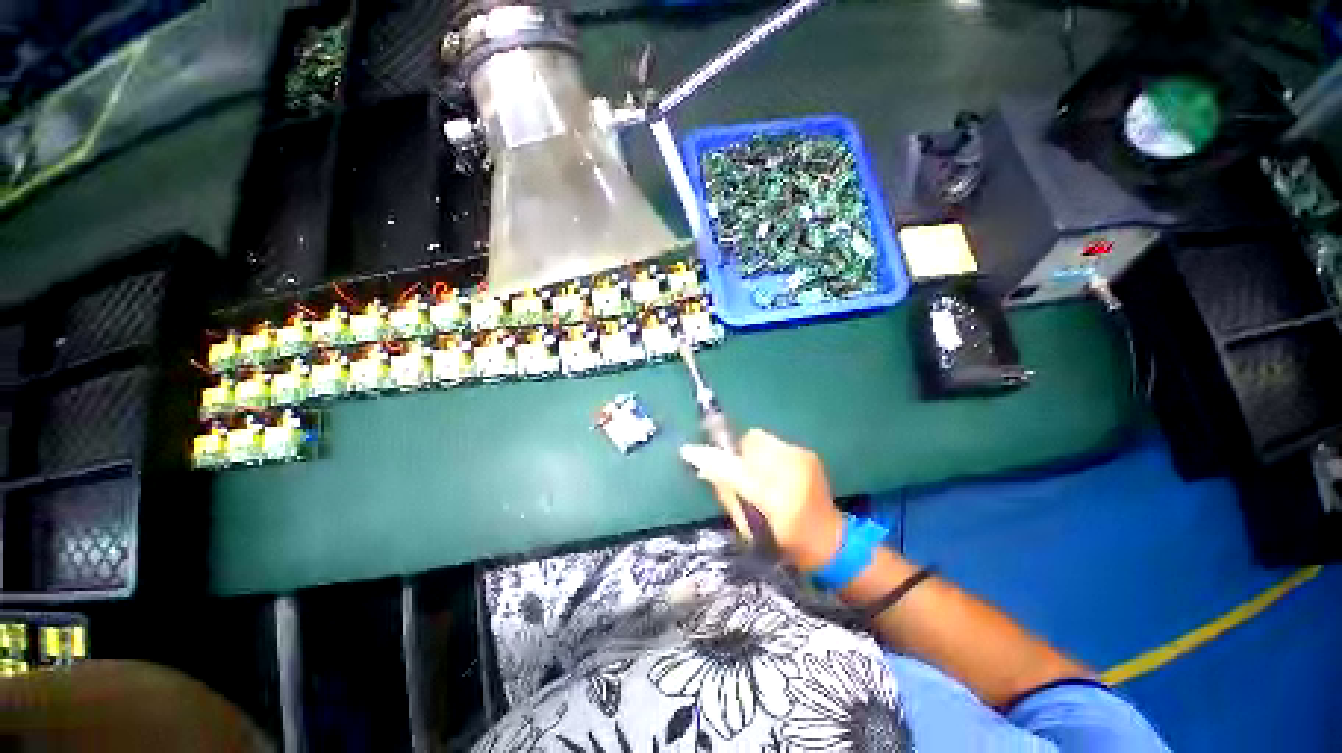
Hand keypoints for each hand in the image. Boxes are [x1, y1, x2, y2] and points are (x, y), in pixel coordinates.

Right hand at [680, 430, 843, 571]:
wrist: (830, 540)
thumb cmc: (785, 544)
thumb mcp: (750, 529)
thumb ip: (727, 495)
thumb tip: (703, 470)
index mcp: (777, 502)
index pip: (736, 472)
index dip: (711, 460)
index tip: (687, 451)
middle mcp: (793, 473)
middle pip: (750, 443)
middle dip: (738, 454)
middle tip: (739, 473)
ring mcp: (803, 459)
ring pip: (761, 439)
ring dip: (752, 453)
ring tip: (758, 474)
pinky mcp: (807, 453)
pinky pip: (774, 443)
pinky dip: (766, 454)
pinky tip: (774, 473)